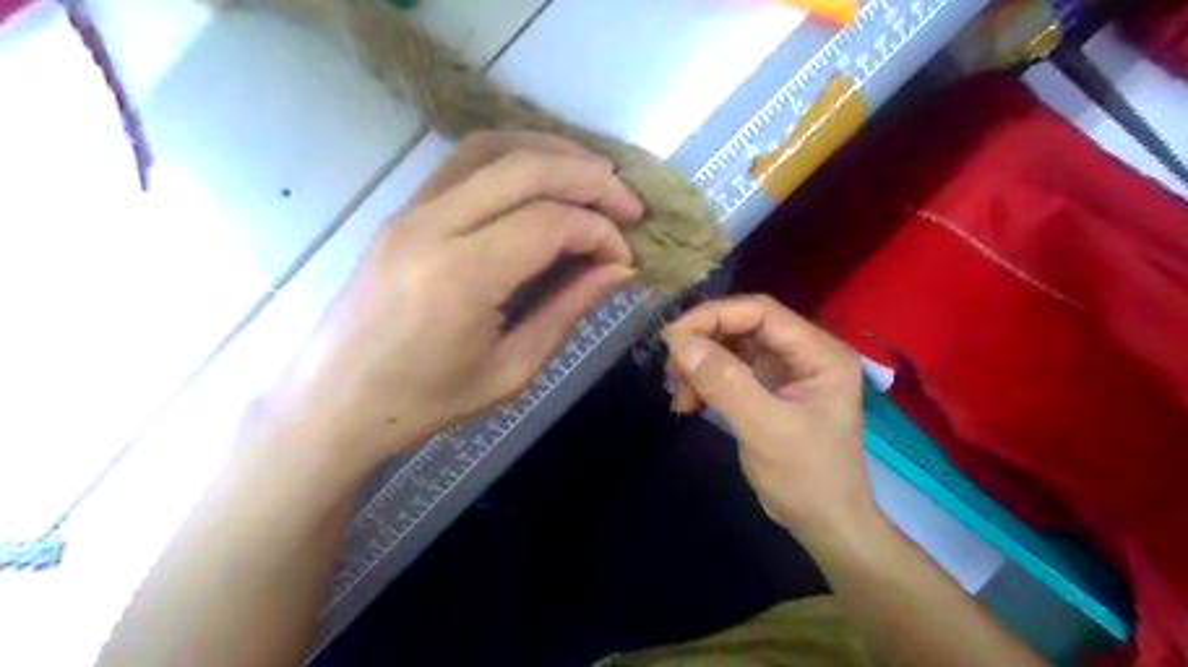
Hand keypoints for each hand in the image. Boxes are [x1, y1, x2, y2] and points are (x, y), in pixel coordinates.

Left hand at [268, 133, 640, 471]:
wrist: (337, 400)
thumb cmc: (427, 400)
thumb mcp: (512, 368)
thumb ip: (567, 309)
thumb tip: (617, 269)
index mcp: (462, 276)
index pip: (550, 223)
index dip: (599, 232)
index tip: (624, 257)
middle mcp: (434, 225)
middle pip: (527, 169)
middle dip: (590, 178)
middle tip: (629, 204)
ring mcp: (411, 210)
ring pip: (493, 148)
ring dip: (553, 153)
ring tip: (594, 177)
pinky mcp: (403, 209)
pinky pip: (465, 162)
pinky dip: (514, 157)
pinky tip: (542, 178)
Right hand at [665, 294, 874, 542]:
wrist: (824, 525)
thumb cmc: (807, 478)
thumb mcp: (765, 429)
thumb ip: (724, 383)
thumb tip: (679, 343)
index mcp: (819, 352)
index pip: (760, 312)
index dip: (713, 316)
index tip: (672, 337)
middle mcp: (803, 353)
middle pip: (743, 327)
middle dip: (702, 344)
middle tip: (670, 369)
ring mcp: (785, 371)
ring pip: (731, 348)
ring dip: (699, 366)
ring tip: (679, 395)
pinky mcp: (768, 389)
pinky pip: (728, 372)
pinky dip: (704, 383)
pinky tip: (688, 404)